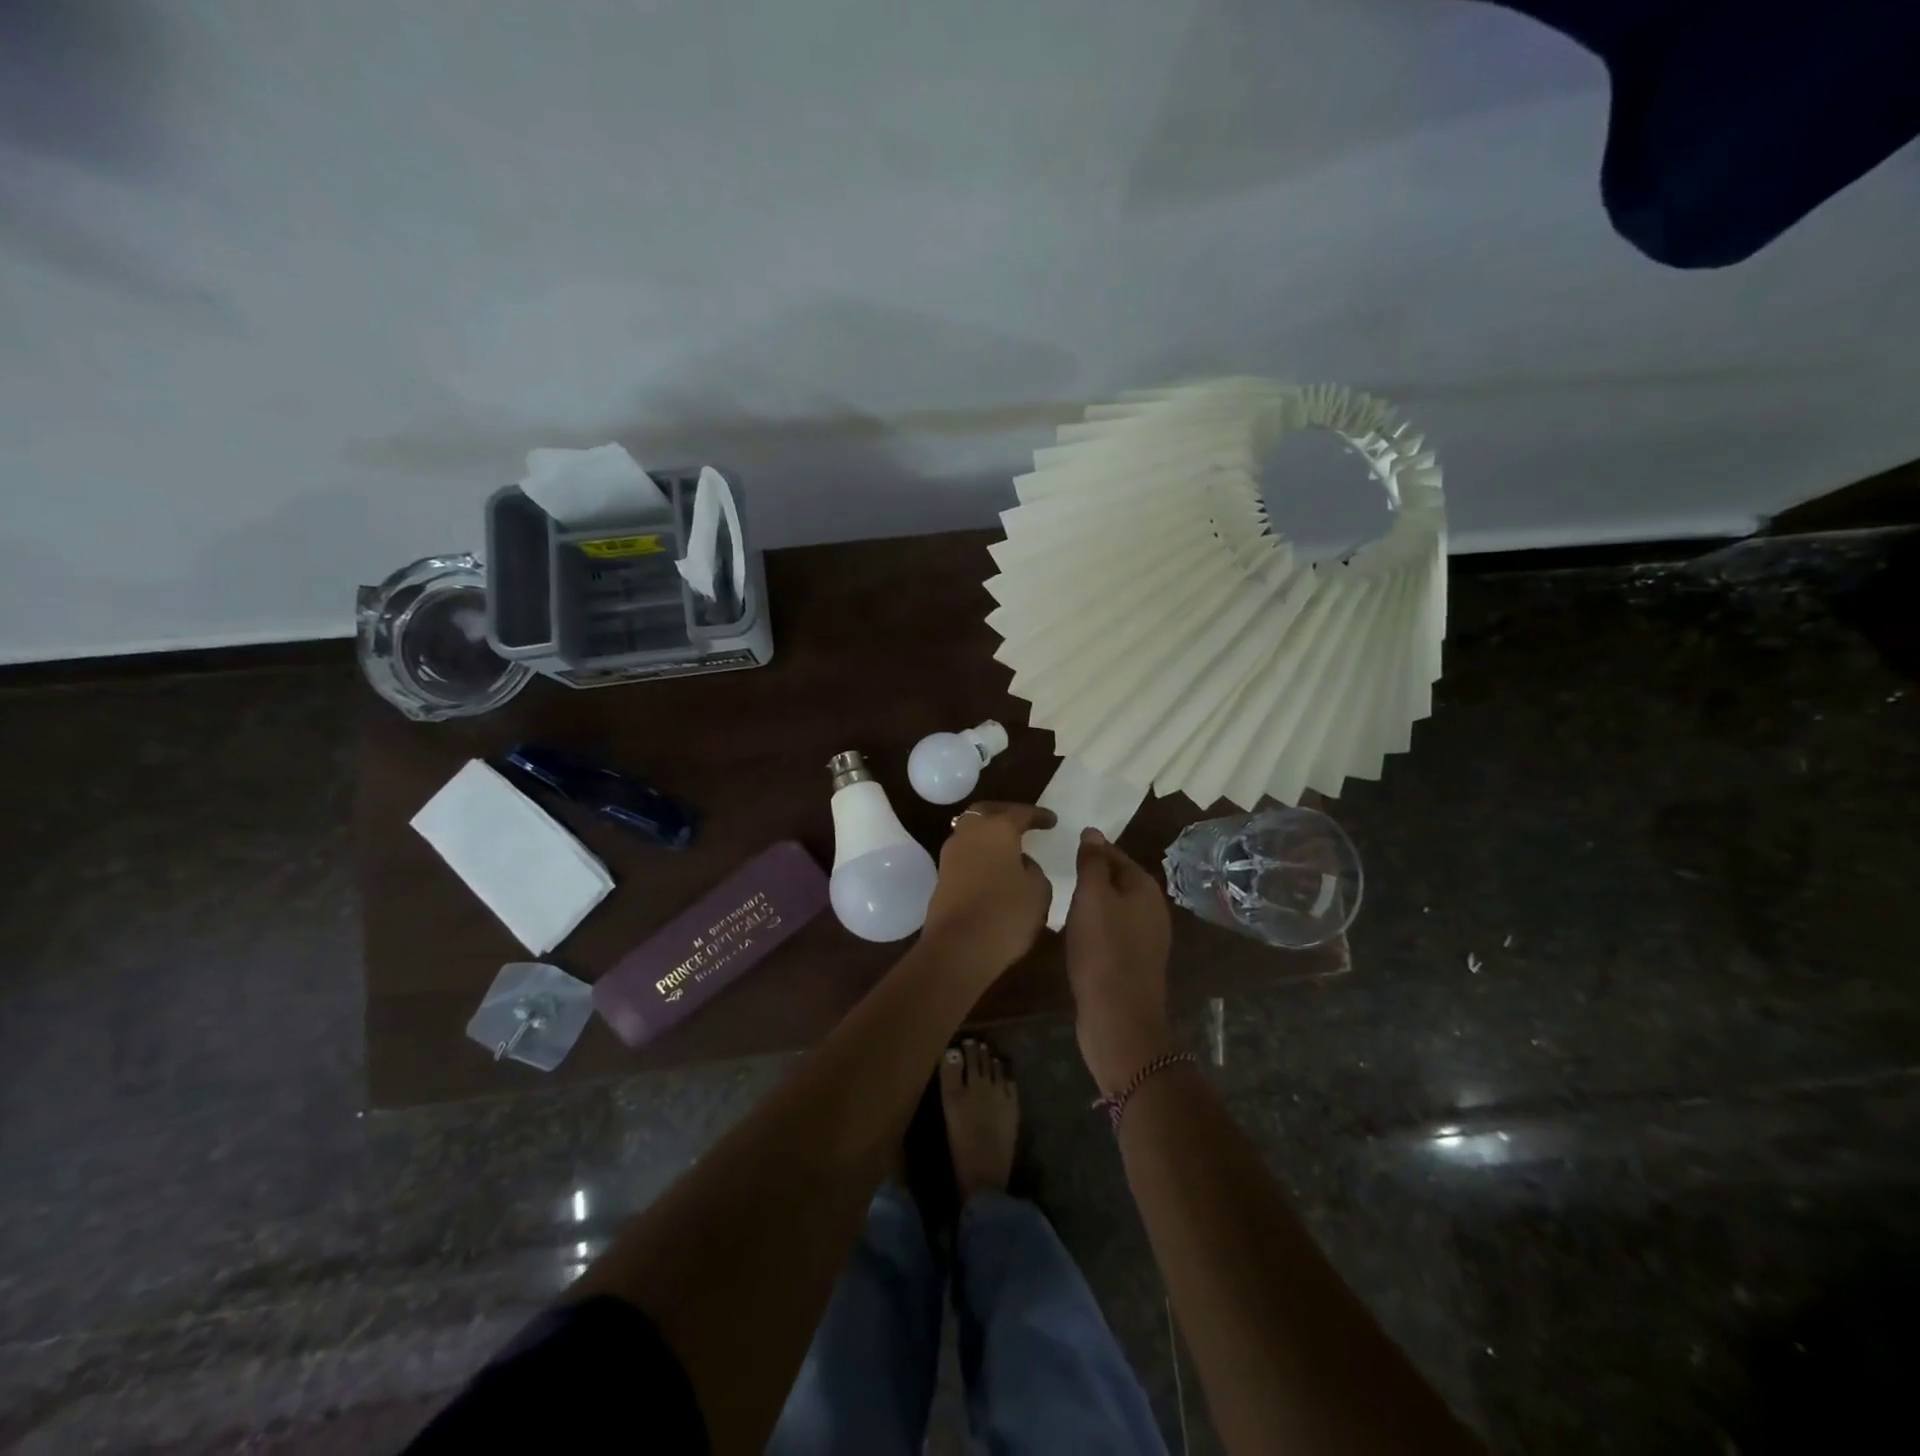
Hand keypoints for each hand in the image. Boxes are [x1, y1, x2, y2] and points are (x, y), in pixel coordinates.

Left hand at [921, 801, 1055, 977]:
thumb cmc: (1005, 913)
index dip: (1038, 815)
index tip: (1051, 820)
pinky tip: (994, 868)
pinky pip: (965, 854)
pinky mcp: (942, 878)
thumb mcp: (1038, 891)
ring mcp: (950, 855)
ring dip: (989, 835)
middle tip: (1023, 822)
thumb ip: (1034, 870)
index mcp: (997, 828)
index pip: (1020, 813)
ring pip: (971, 832)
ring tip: (1009, 847)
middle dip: (1005, 814)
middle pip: (986, 813)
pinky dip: (980, 855)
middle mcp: (969, 833)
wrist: (957, 948)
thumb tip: (1020, 863)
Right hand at [1064, 829, 1175, 1094]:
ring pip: (1115, 908)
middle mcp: (1153, 909)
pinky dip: (1095, 928)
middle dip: (1091, 876)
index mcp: (1145, 888)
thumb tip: (1093, 832)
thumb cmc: (1103, 950)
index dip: (1090, 850)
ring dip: (1092, 904)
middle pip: (1117, 880)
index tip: (1062, 849)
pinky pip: (1113, 933)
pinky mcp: (1135, 963)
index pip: (1115, 854)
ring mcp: (1147, 938)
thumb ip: (1093, 863)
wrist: (1119, 1018)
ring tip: (1062, 902)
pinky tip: (1076, 934)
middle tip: (1058, 874)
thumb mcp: (1092, 897)